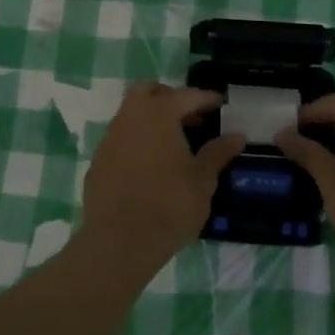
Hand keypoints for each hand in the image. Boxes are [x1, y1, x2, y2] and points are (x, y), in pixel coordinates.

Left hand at [80, 82, 243, 270]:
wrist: (120, 242)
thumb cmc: (169, 205)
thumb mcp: (203, 180)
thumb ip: (218, 153)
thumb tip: (237, 136)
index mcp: (158, 114)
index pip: (186, 95)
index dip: (205, 98)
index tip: (220, 104)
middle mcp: (130, 117)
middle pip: (148, 92)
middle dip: (169, 98)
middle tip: (189, 116)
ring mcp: (110, 139)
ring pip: (130, 115)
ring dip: (150, 120)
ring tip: (172, 143)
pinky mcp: (97, 162)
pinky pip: (120, 140)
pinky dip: (136, 142)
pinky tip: (149, 166)